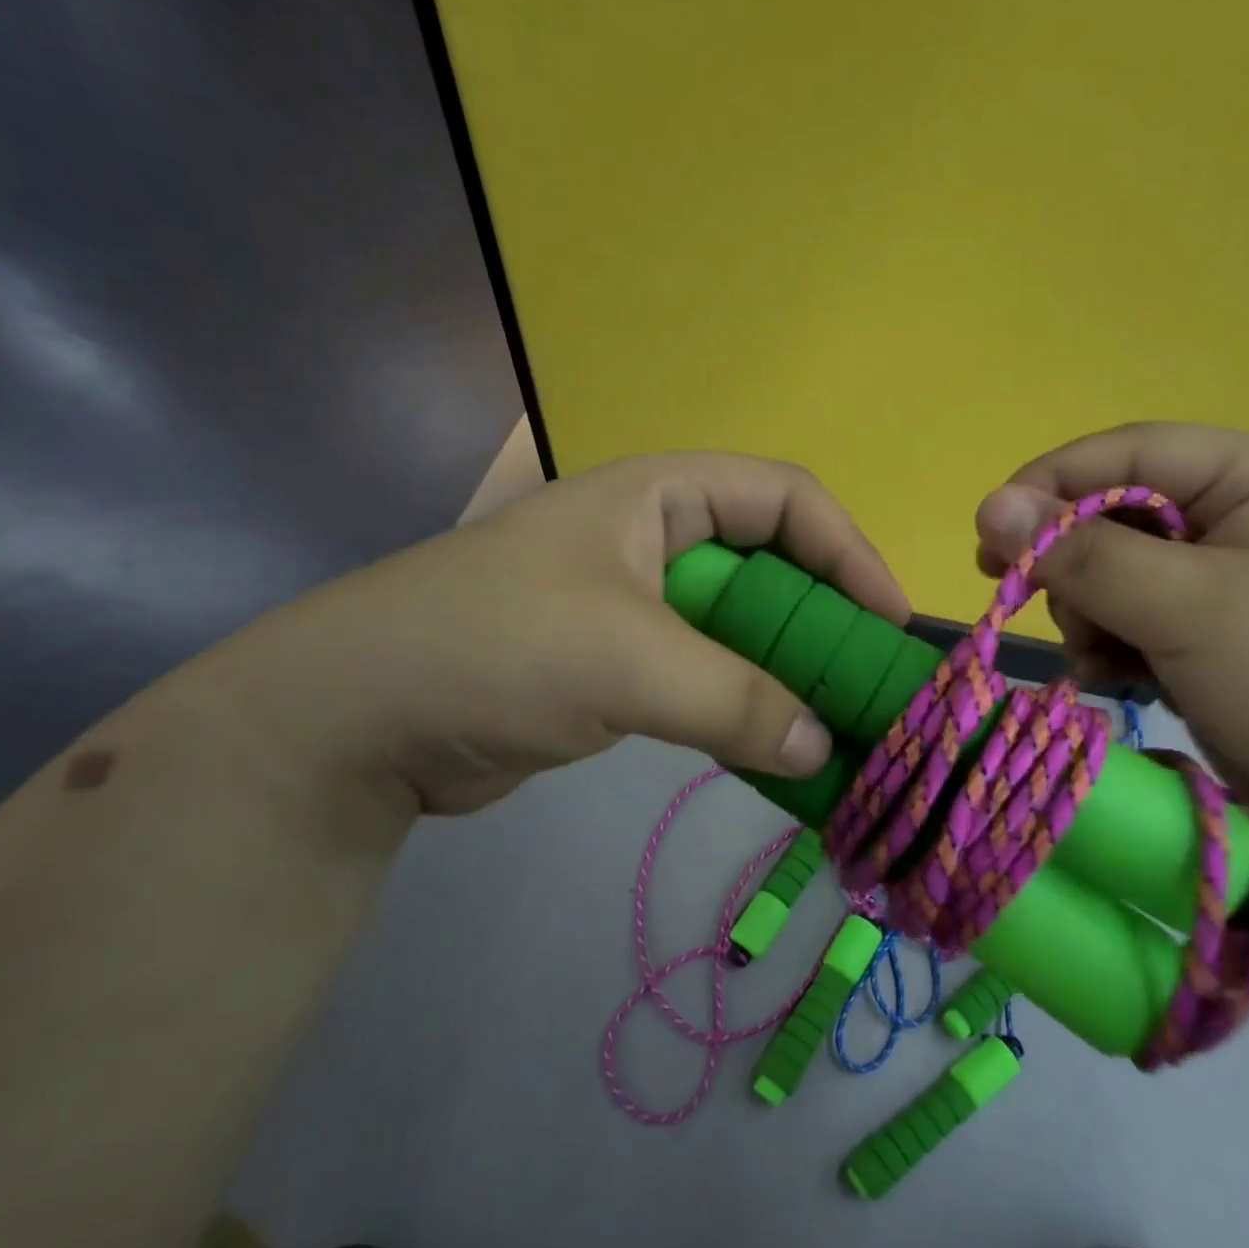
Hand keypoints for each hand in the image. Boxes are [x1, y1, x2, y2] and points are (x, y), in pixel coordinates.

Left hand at [226, 453, 908, 814]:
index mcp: (661, 496)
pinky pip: (707, 679)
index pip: (787, 498)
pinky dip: (745, 711)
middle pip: (772, 567)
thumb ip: (735, 700)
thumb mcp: (626, 661)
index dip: (849, 552)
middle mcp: (656, 540)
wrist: (358, 718)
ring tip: (838, 729)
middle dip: (825, 624)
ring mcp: (637, 606)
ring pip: (742, 631)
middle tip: (870, 687)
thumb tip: (822, 744)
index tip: (890, 622)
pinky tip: (777, 751)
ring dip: (788, 676)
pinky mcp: (619, 667)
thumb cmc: (495, 648)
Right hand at [974, 423, 1248, 855]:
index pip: (1128, 453)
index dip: (1051, 486)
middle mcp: (1239, 522)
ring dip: (1091, 617)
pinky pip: (1133, 623)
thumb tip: (988, 505)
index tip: (989, 538)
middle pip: (1114, 517)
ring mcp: (1226, 586)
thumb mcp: (1190, 610)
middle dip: (1074, 569)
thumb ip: (1084, 555)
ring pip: (1114, 577)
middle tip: (1062, 618)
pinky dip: (1111, 649)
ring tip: (1105, 664)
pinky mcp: (1214, 641)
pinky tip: (1114, 682)